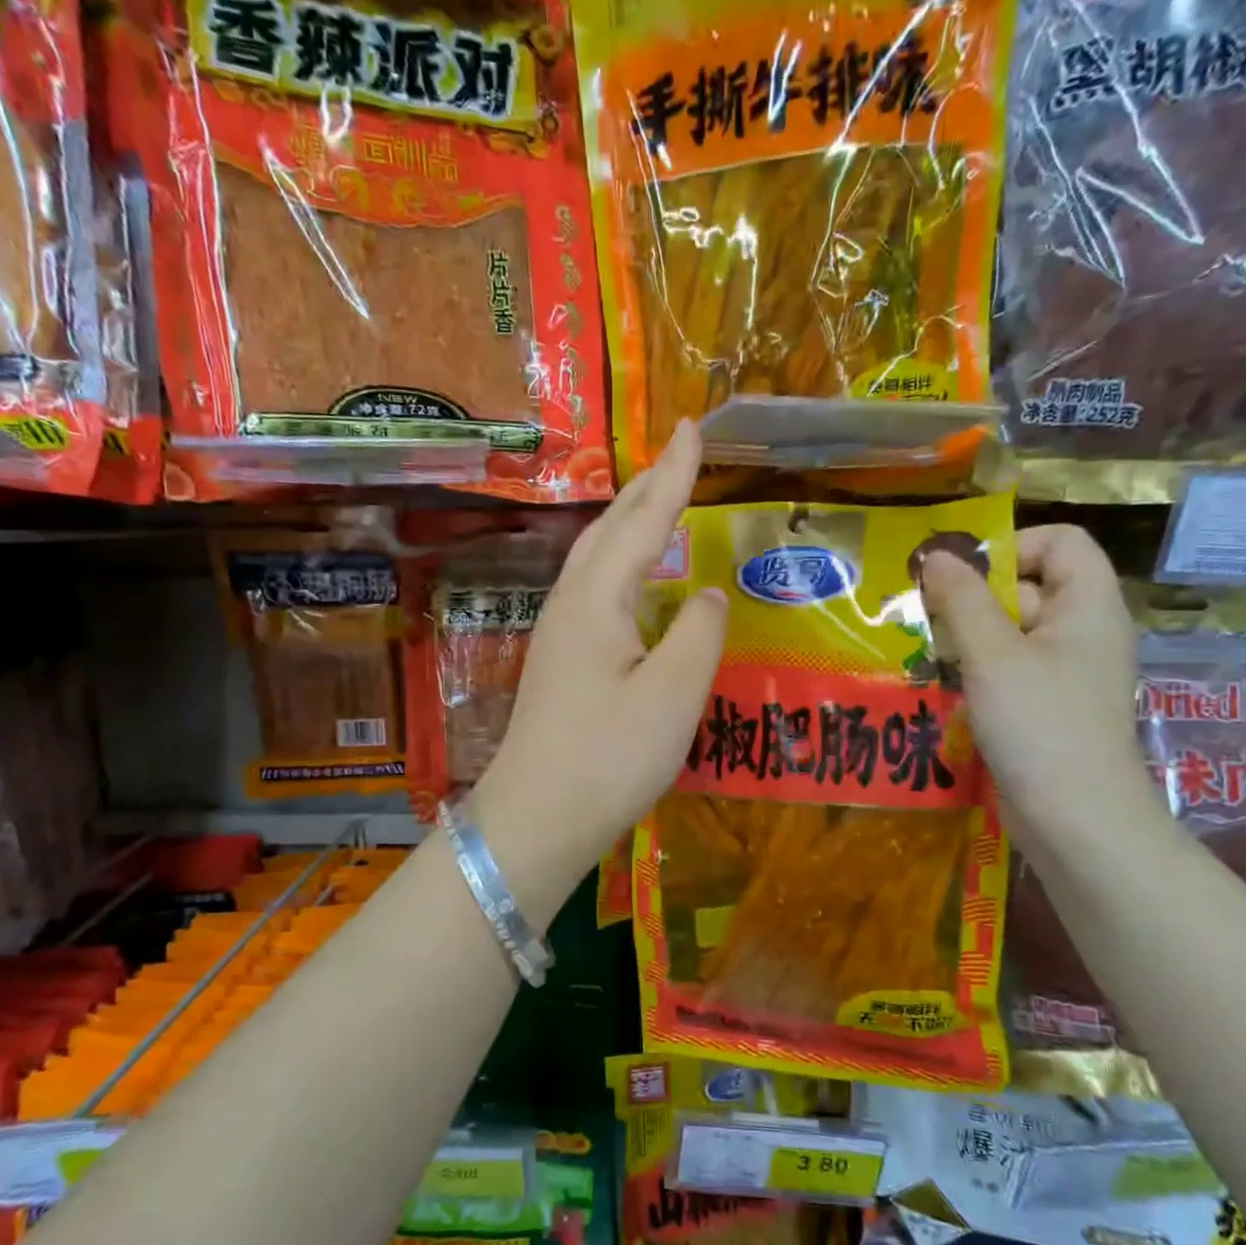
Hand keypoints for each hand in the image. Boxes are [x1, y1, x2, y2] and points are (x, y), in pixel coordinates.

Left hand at [470, 422, 725, 898]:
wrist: (537, 818)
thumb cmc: (608, 757)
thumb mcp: (673, 695)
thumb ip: (699, 634)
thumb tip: (708, 594)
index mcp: (598, 598)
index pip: (644, 520)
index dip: (673, 474)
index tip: (692, 426)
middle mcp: (571, 603)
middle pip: (611, 529)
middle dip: (647, 487)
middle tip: (679, 454)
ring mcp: (559, 633)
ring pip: (597, 557)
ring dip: (630, 522)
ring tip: (659, 502)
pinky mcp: (560, 662)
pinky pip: (595, 588)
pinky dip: (622, 563)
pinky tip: (634, 581)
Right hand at [920, 525, 1156, 845]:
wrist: (1075, 820)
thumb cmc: (1040, 724)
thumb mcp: (992, 654)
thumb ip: (962, 598)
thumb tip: (935, 555)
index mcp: (1089, 605)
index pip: (1061, 541)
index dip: (1012, 547)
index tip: (962, 576)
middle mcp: (1082, 631)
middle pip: (1028, 585)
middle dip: (974, 597)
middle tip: (928, 619)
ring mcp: (1065, 672)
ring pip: (1011, 631)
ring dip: (967, 636)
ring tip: (928, 654)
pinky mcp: (1046, 706)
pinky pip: (1009, 668)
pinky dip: (977, 670)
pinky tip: (944, 686)